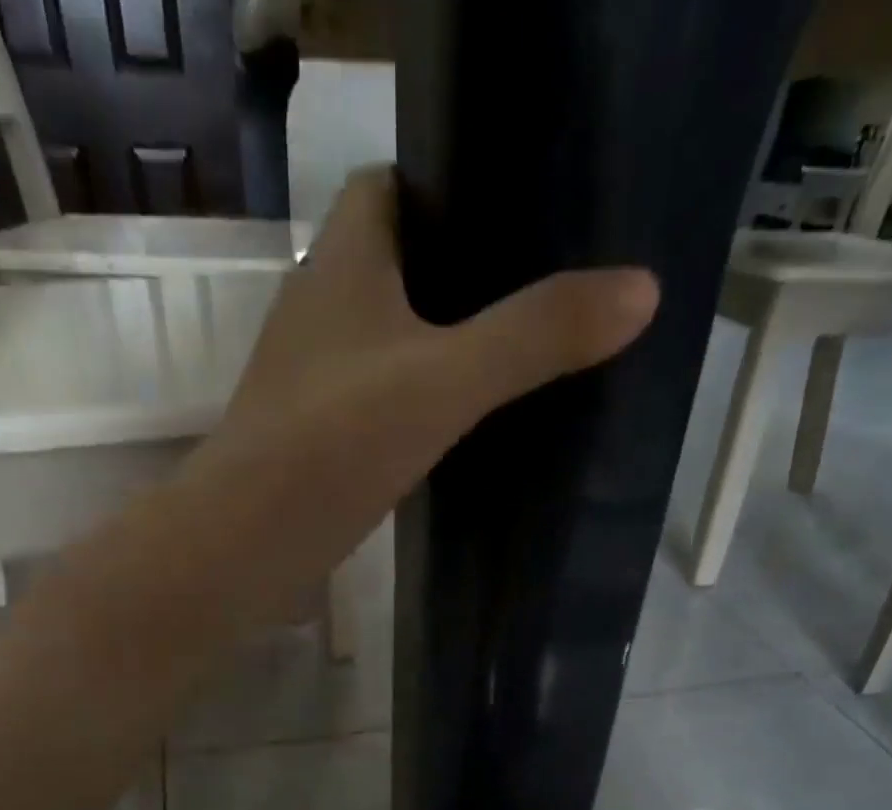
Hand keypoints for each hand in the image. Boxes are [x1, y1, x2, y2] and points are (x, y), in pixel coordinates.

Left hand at [213, 166, 658, 515]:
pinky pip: (380, 394)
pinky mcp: (318, 433)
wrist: (248, 542)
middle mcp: (320, 305)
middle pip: (399, 260)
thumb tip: (643, 289)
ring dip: (442, 341)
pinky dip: (420, 398)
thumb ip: (536, 334)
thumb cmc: (335, 441)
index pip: (392, 185)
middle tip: (541, 288)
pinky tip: (466, 422)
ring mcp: (315, 375)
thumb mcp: (446, 381)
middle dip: (463, 270)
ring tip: (520, 352)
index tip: (519, 213)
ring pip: (390, 334)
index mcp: (342, 259)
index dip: (451, 186)